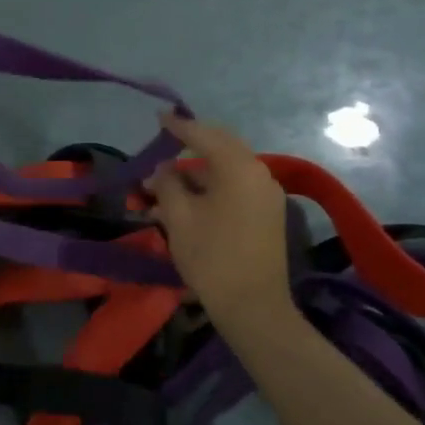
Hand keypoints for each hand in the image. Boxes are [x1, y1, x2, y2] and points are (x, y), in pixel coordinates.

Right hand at [146, 114, 293, 329]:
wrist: (253, 306)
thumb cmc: (211, 256)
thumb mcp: (178, 216)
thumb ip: (168, 183)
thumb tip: (163, 168)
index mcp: (238, 168)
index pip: (204, 135)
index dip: (178, 126)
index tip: (158, 117)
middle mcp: (259, 174)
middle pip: (221, 147)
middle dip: (190, 145)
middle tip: (163, 143)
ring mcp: (266, 195)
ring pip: (226, 169)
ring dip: (196, 172)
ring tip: (162, 185)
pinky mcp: (267, 214)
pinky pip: (235, 187)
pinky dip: (210, 187)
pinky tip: (184, 202)